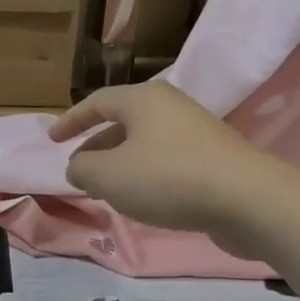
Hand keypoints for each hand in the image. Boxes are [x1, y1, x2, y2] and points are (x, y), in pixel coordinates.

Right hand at [49, 84, 299, 258]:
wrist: (247, 200)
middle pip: (122, 121)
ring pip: (145, 143)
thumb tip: (79, 168)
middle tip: (79, 169)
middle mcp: (170, 107)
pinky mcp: (214, 159)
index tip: (52, 140)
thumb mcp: (107, 176)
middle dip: (96, 145)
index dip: (70, 121)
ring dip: (121, 163)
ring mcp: (196, 132)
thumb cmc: (167, 178)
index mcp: (142, 100)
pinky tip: (143, 200)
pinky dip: (146, 174)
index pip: (96, 102)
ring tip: (107, 189)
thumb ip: (82, 169)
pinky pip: (167, 161)